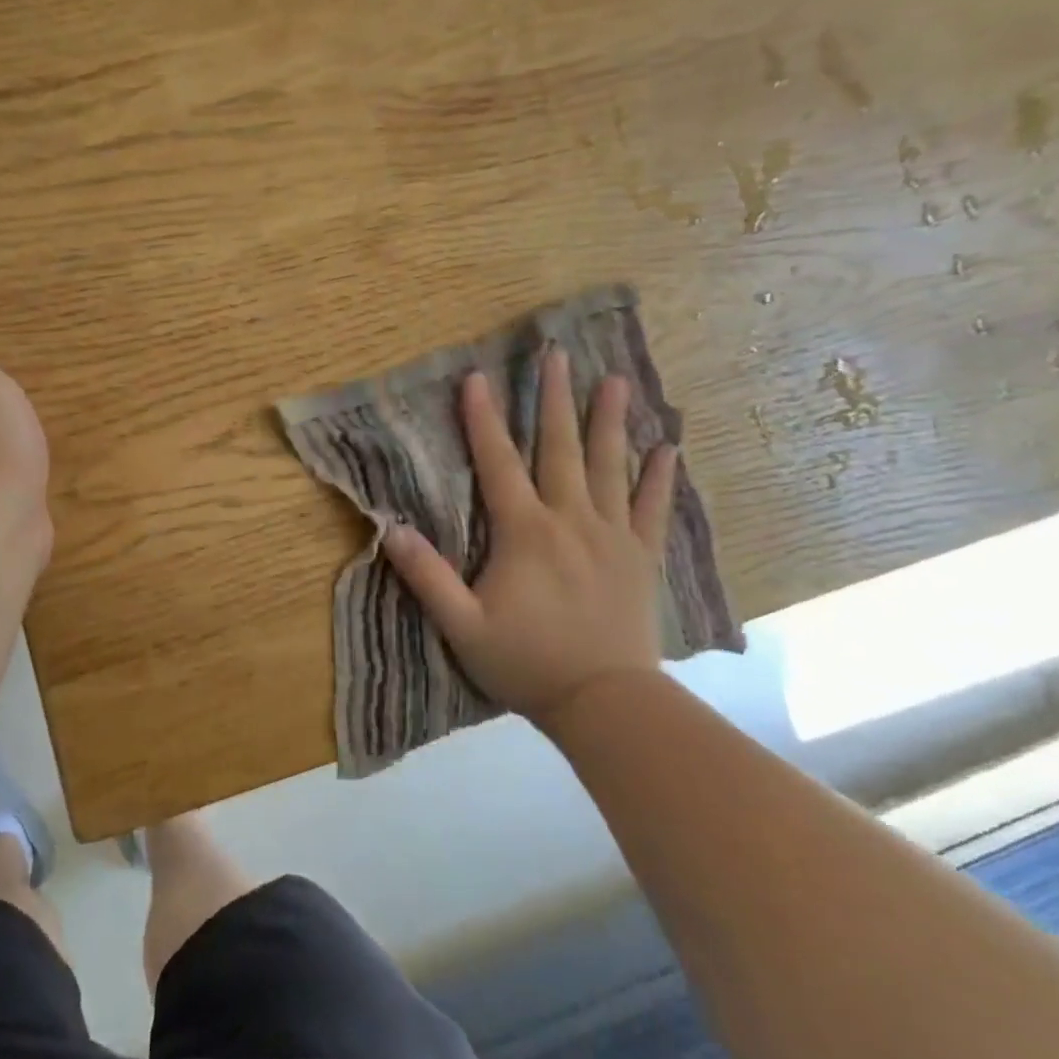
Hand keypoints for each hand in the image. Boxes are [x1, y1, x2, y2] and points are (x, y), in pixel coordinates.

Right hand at [382, 348, 677, 730]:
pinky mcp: (641, 558)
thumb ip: (428, 576)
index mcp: (525, 533)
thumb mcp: (462, 625)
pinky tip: (666, 448)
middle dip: (554, 400)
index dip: (483, 420)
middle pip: (560, 450)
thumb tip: (392, 528)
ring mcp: (612, 537)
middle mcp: (571, 521)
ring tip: (615, 380)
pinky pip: (653, 510)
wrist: (604, 703)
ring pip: (610, 468)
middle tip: (557, 355)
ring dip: (609, 422)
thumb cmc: (526, 662)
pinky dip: (659, 478)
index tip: (477, 378)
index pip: (499, 464)